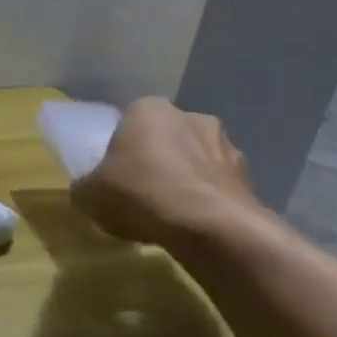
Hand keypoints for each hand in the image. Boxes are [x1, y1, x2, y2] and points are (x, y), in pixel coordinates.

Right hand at [69, 98, 266, 249]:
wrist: (211, 227)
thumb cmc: (139, 194)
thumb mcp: (88, 194)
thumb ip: (86, 186)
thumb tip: (89, 190)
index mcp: (148, 109)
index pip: (128, 122)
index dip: (120, 148)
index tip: (114, 174)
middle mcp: (190, 117)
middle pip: (165, 137)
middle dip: (156, 159)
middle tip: (139, 190)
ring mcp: (226, 145)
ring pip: (195, 160)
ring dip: (184, 178)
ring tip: (168, 213)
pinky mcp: (250, 177)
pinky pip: (216, 185)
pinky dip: (206, 199)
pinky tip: (192, 224)